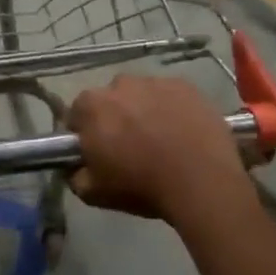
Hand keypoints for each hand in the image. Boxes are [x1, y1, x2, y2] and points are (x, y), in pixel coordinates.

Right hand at [69, 75, 246, 225]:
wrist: (202, 182)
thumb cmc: (142, 185)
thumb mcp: (95, 193)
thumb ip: (75, 175)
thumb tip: (74, 167)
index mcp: (92, 105)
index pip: (78, 112)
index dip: (85, 132)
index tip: (98, 151)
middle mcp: (119, 84)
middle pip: (111, 99)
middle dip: (116, 117)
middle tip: (131, 147)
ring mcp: (154, 81)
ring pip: (141, 94)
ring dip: (144, 110)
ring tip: (162, 140)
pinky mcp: (185, 86)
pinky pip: (170, 95)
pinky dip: (172, 108)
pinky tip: (183, 132)